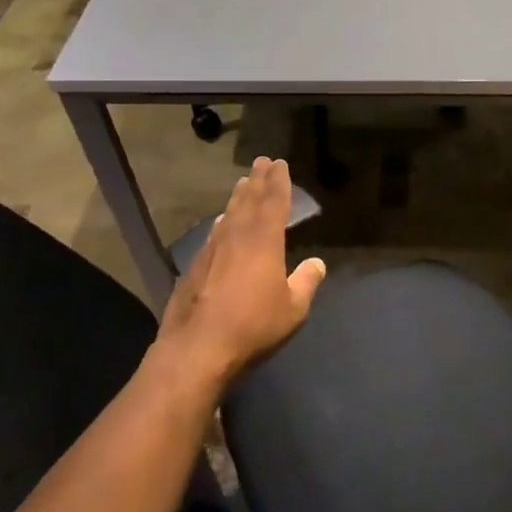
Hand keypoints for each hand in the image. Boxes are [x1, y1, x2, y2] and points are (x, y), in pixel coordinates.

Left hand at [158, 157, 326, 385]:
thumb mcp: (293, 309)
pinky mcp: (194, 268)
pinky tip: (221, 223)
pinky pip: (214, 234)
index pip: (274, 202)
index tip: (280, 164)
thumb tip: (317, 263)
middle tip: (261, 162)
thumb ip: (306, 282)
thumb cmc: (253, 326)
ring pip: (229, 215)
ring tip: (243, 184)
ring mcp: (212, 251)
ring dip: (238, 197)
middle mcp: (236, 237)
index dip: (279, 182)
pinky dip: (222, 223)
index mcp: (264, 241)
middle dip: (257, 181)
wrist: (197, 349)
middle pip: (249, 201)